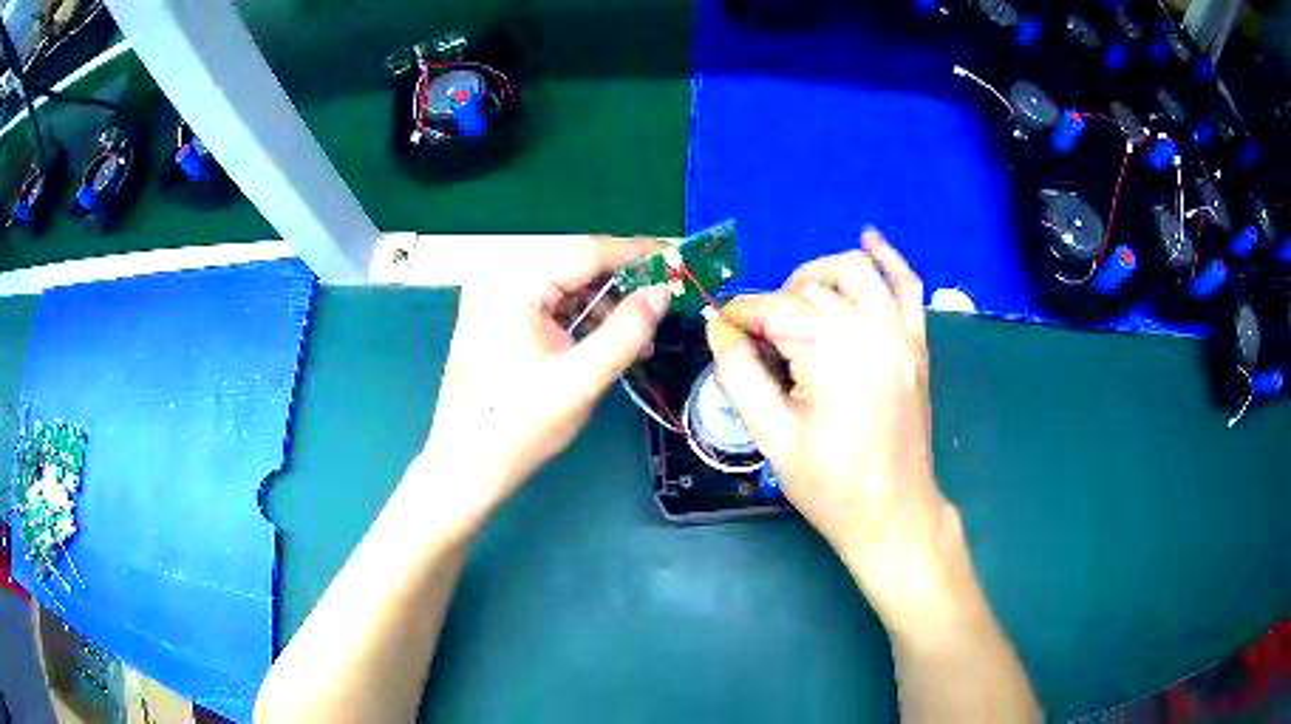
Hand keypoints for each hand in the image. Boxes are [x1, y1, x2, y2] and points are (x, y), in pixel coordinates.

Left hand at [420, 237, 669, 526]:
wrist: (465, 463)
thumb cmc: (520, 425)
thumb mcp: (583, 380)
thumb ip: (627, 330)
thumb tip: (661, 291)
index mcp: (516, 284)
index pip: (587, 250)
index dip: (636, 253)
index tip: (676, 260)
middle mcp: (500, 278)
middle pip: (575, 264)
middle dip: (622, 283)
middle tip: (663, 302)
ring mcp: (494, 296)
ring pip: (564, 283)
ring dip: (603, 303)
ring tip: (639, 337)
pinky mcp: (495, 316)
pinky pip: (548, 302)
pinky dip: (580, 316)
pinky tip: (606, 341)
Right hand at [706, 229, 952, 582]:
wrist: (893, 513)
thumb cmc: (830, 486)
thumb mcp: (772, 437)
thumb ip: (740, 374)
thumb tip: (719, 327)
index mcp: (835, 356)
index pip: (775, 308)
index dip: (741, 314)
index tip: (721, 328)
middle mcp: (872, 332)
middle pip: (810, 290)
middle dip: (773, 305)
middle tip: (757, 343)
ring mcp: (901, 333)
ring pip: (855, 271)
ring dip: (818, 276)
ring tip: (797, 306)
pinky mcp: (917, 343)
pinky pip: (907, 284)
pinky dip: (888, 258)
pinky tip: (868, 239)